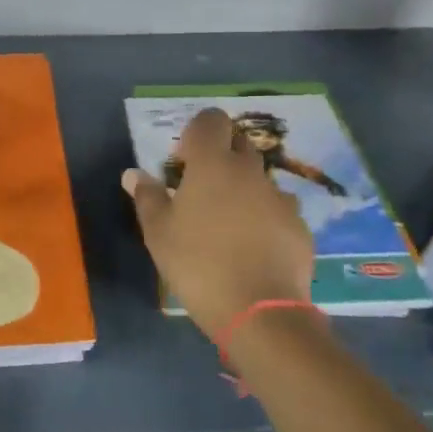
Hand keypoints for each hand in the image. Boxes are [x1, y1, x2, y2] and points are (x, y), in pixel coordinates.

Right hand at [123, 108, 314, 340]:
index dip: (198, 131)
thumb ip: (147, 197)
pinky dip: (265, 218)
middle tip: (202, 190)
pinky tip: (253, 248)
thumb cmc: (198, 265)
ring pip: (259, 178)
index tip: (185, 161)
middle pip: (239, 143)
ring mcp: (279, 197)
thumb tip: (133, 174)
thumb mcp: (159, 234)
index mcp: (213, 164)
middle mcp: (249, 171)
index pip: (211, 119)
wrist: (260, 311)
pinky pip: (277, 209)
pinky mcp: (298, 225)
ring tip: (228, 225)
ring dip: (244, 189)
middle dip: (222, 155)